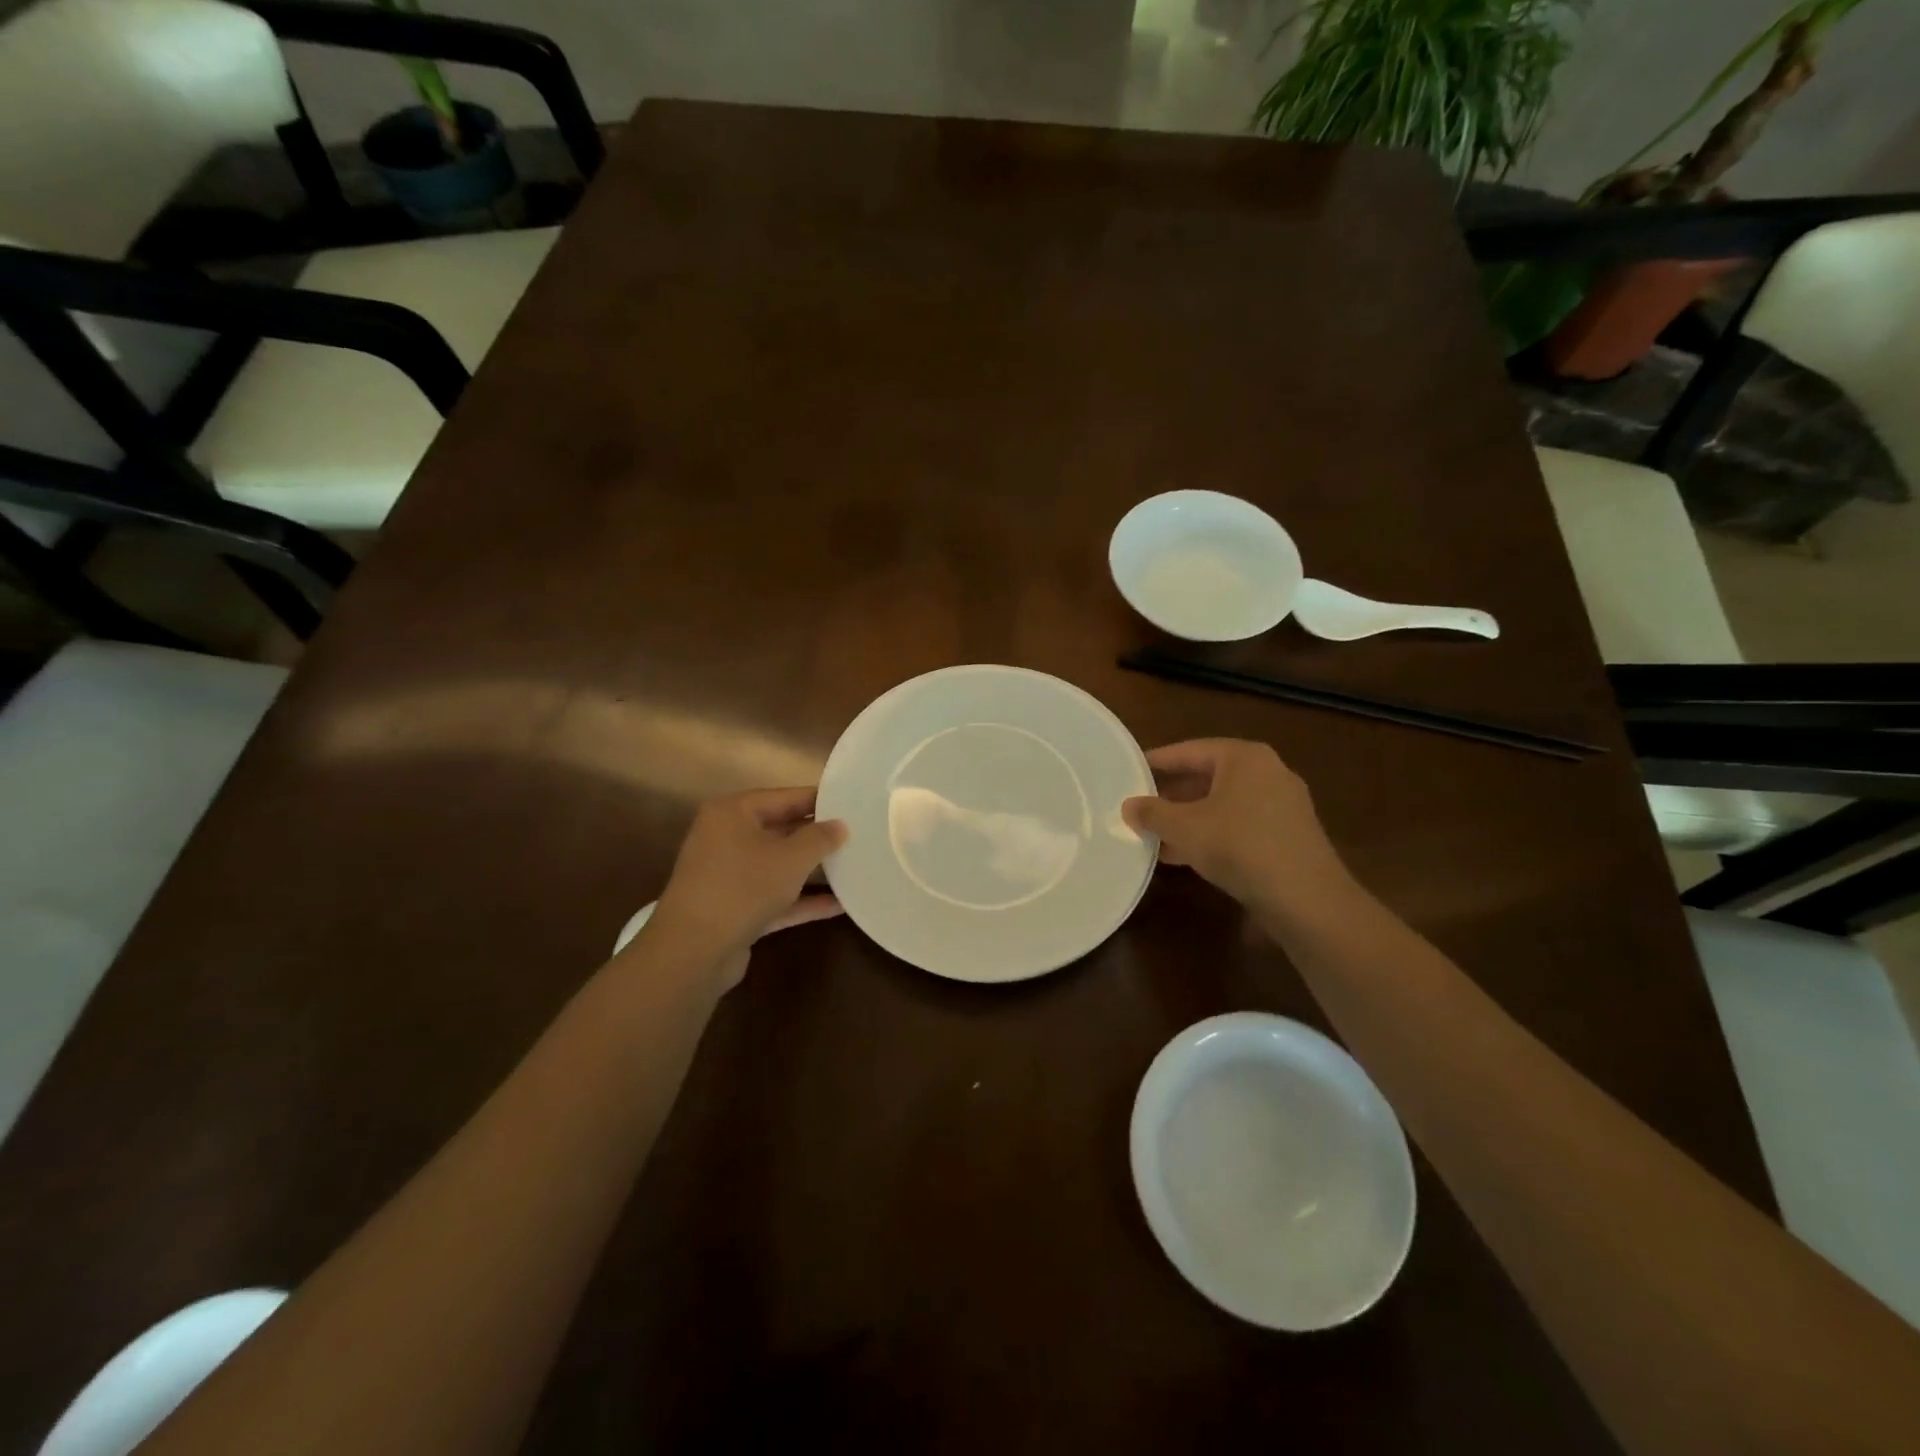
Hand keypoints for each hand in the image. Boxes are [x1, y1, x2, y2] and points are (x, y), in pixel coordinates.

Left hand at [642, 787, 847, 985]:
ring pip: (777, 866)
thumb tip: (840, 825)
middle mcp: (726, 838)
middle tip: (856, 834)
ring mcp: (728, 876)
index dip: (818, 800)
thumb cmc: (743, 887)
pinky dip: (802, 900)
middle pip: (780, 830)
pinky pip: (775, 897)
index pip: (784, 797)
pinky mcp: (734, 909)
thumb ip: (820, 838)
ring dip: (811, 870)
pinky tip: (838, 906)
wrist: (693, 951)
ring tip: (852, 866)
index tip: (851, 803)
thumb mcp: (791, 858)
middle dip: (816, 836)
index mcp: (732, 813)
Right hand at [1121, 739, 1348, 913]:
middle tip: (1140, 804)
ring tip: (1155, 834)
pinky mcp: (1288, 835)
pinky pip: (1239, 824)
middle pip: (1208, 776)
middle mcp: (1267, 772)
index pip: (1191, 750)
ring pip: (1222, 804)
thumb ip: (1152, 813)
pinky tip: (1184, 856)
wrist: (1306, 899)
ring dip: (1188, 818)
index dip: (1158, 761)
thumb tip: (1128, 806)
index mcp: (1244, 758)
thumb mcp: (1185, 828)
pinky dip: (1211, 834)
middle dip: (1172, 794)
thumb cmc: (1240, 847)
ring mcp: (1282, 805)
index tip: (1131, 769)